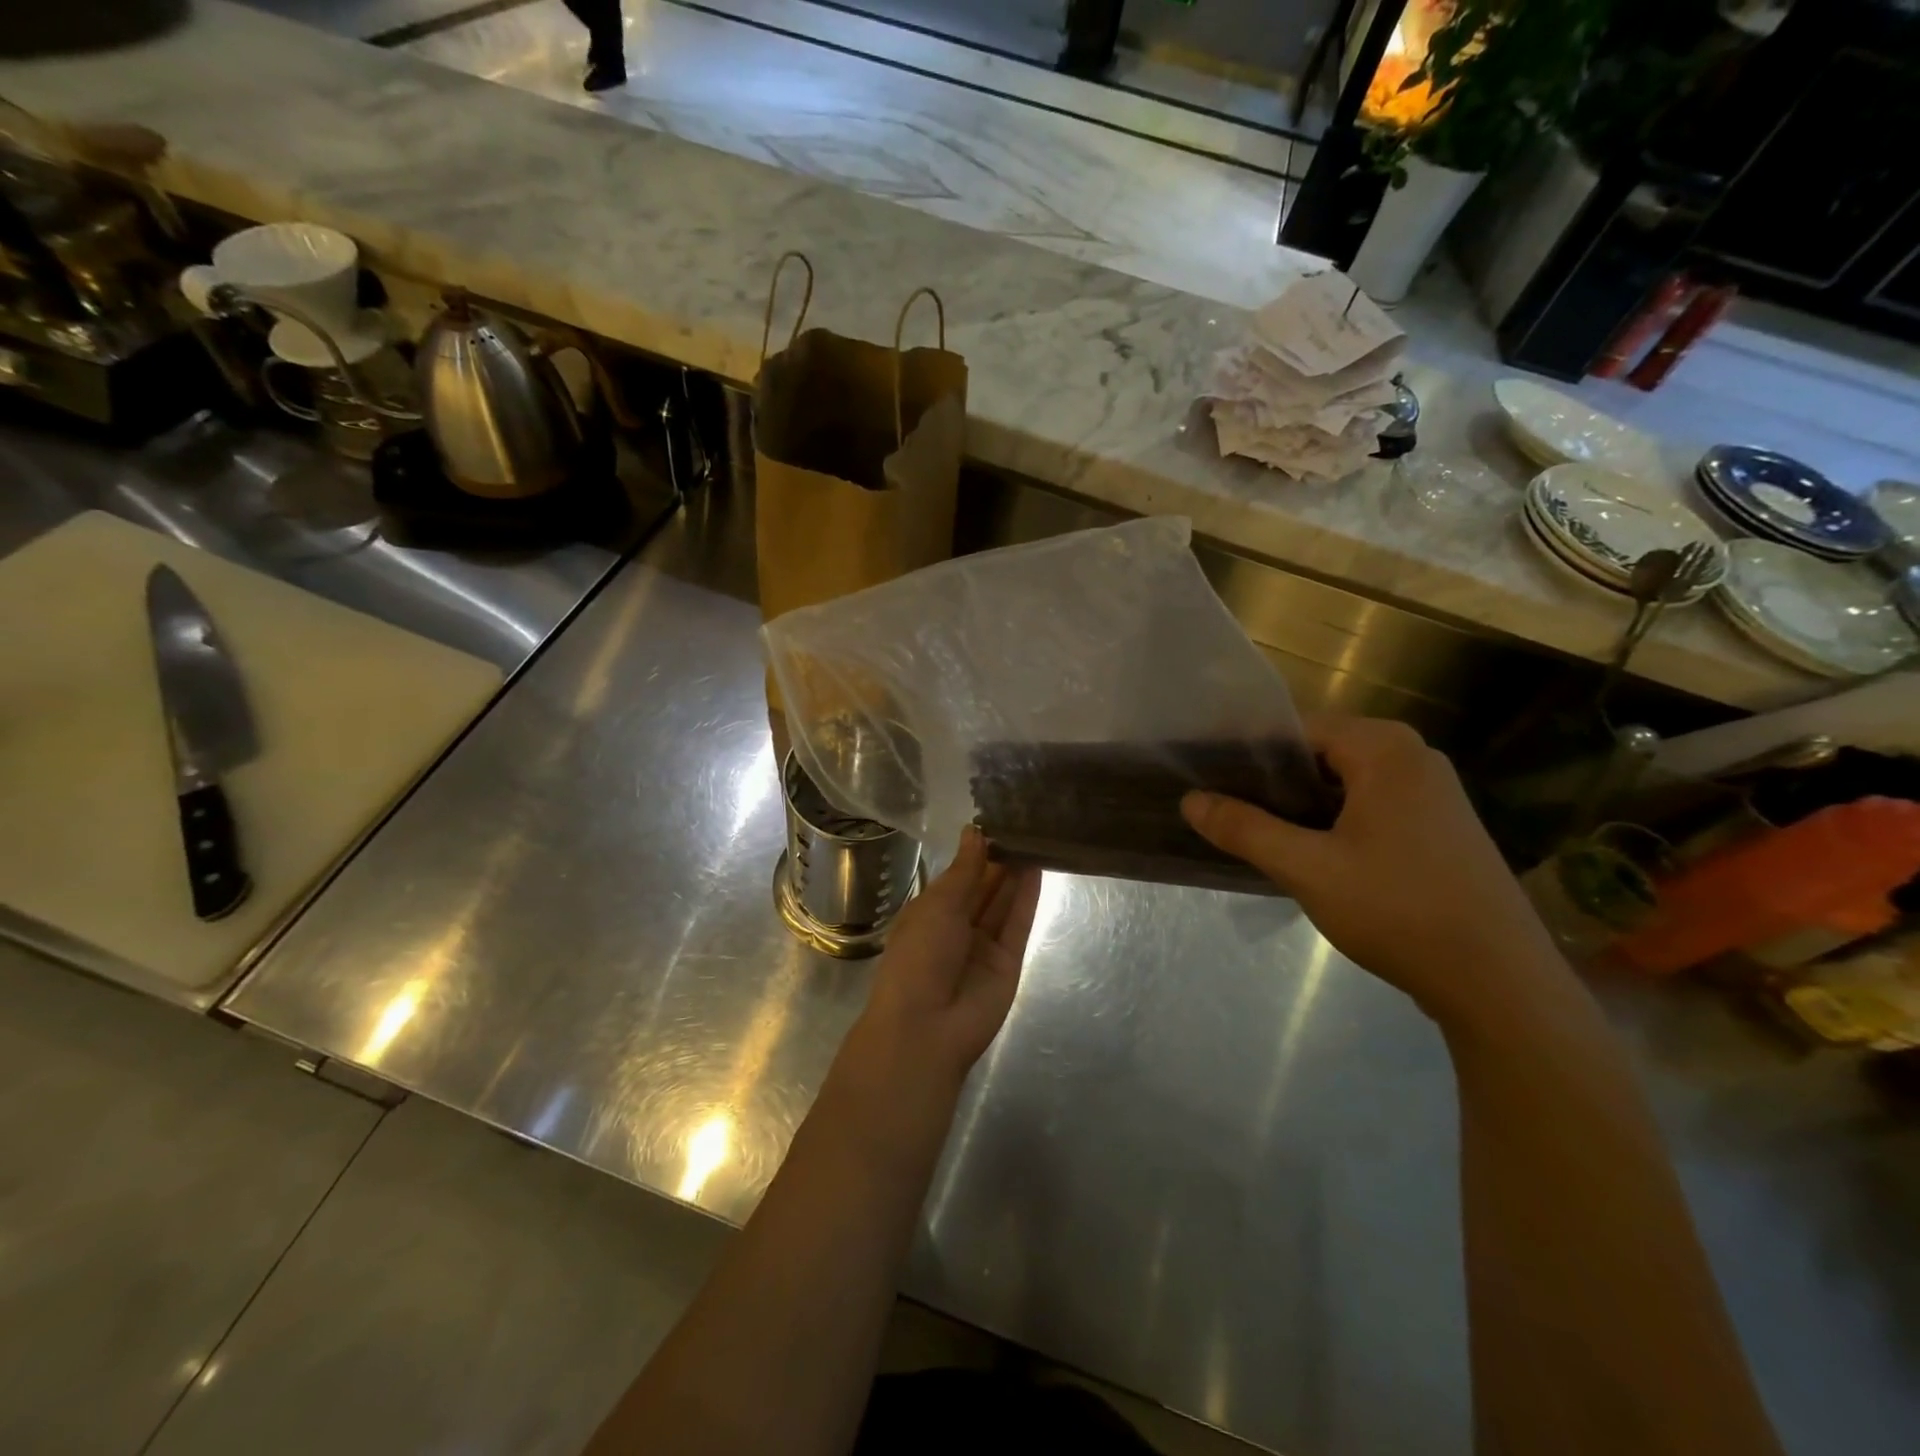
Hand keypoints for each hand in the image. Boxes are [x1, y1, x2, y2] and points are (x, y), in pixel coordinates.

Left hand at [836, 830, 1042, 1128]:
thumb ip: (964, 869)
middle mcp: (957, 927)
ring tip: (1036, 836)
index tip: (997, 820)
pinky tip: (1039, 867)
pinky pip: (1018, 923)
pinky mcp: (1009, 961)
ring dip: (1017, 873)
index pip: (958, 875)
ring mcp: (984, 945)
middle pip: (983, 887)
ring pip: (1003, 902)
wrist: (927, 1028)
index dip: (976, 851)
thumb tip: (975, 831)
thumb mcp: (937, 905)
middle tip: (1024, 823)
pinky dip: (1028, 897)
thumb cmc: (918, 957)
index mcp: (929, 912)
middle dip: (1000, 859)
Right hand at [1182, 715, 1570, 1032]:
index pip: (1296, 729)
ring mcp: (1432, 794)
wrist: (1499, 983)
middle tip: (1223, 807)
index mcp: (1385, 749)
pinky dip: (1332, 821)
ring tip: (1252, 830)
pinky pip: (1369, 806)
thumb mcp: (1307, 868)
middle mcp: (1413, 758)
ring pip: (1344, 783)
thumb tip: (1190, 800)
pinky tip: (1305, 852)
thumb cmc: (1398, 910)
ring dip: (1300, 804)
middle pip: (1320, 754)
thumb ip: (1245, 829)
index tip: (1207, 775)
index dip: (1247, 751)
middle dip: (1271, 781)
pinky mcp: (1439, 828)